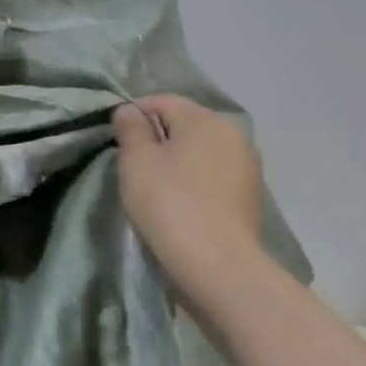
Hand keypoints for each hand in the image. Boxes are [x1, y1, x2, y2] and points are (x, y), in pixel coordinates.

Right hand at [112, 95, 266, 291]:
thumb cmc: (170, 203)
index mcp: (206, 119)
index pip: (163, 101)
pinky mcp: (249, 197)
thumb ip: (131, 129)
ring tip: (153, 186)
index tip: (115, 138)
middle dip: (157, 137)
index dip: (135, 113)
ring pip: (200, 152)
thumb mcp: (136, 161)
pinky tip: (178, 203)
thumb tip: (129, 110)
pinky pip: (213, 177)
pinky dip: (194, 182)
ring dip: (177, 161)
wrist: (217, 265)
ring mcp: (247, 167)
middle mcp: (234, 135)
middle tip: (131, 164)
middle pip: (185, 125)